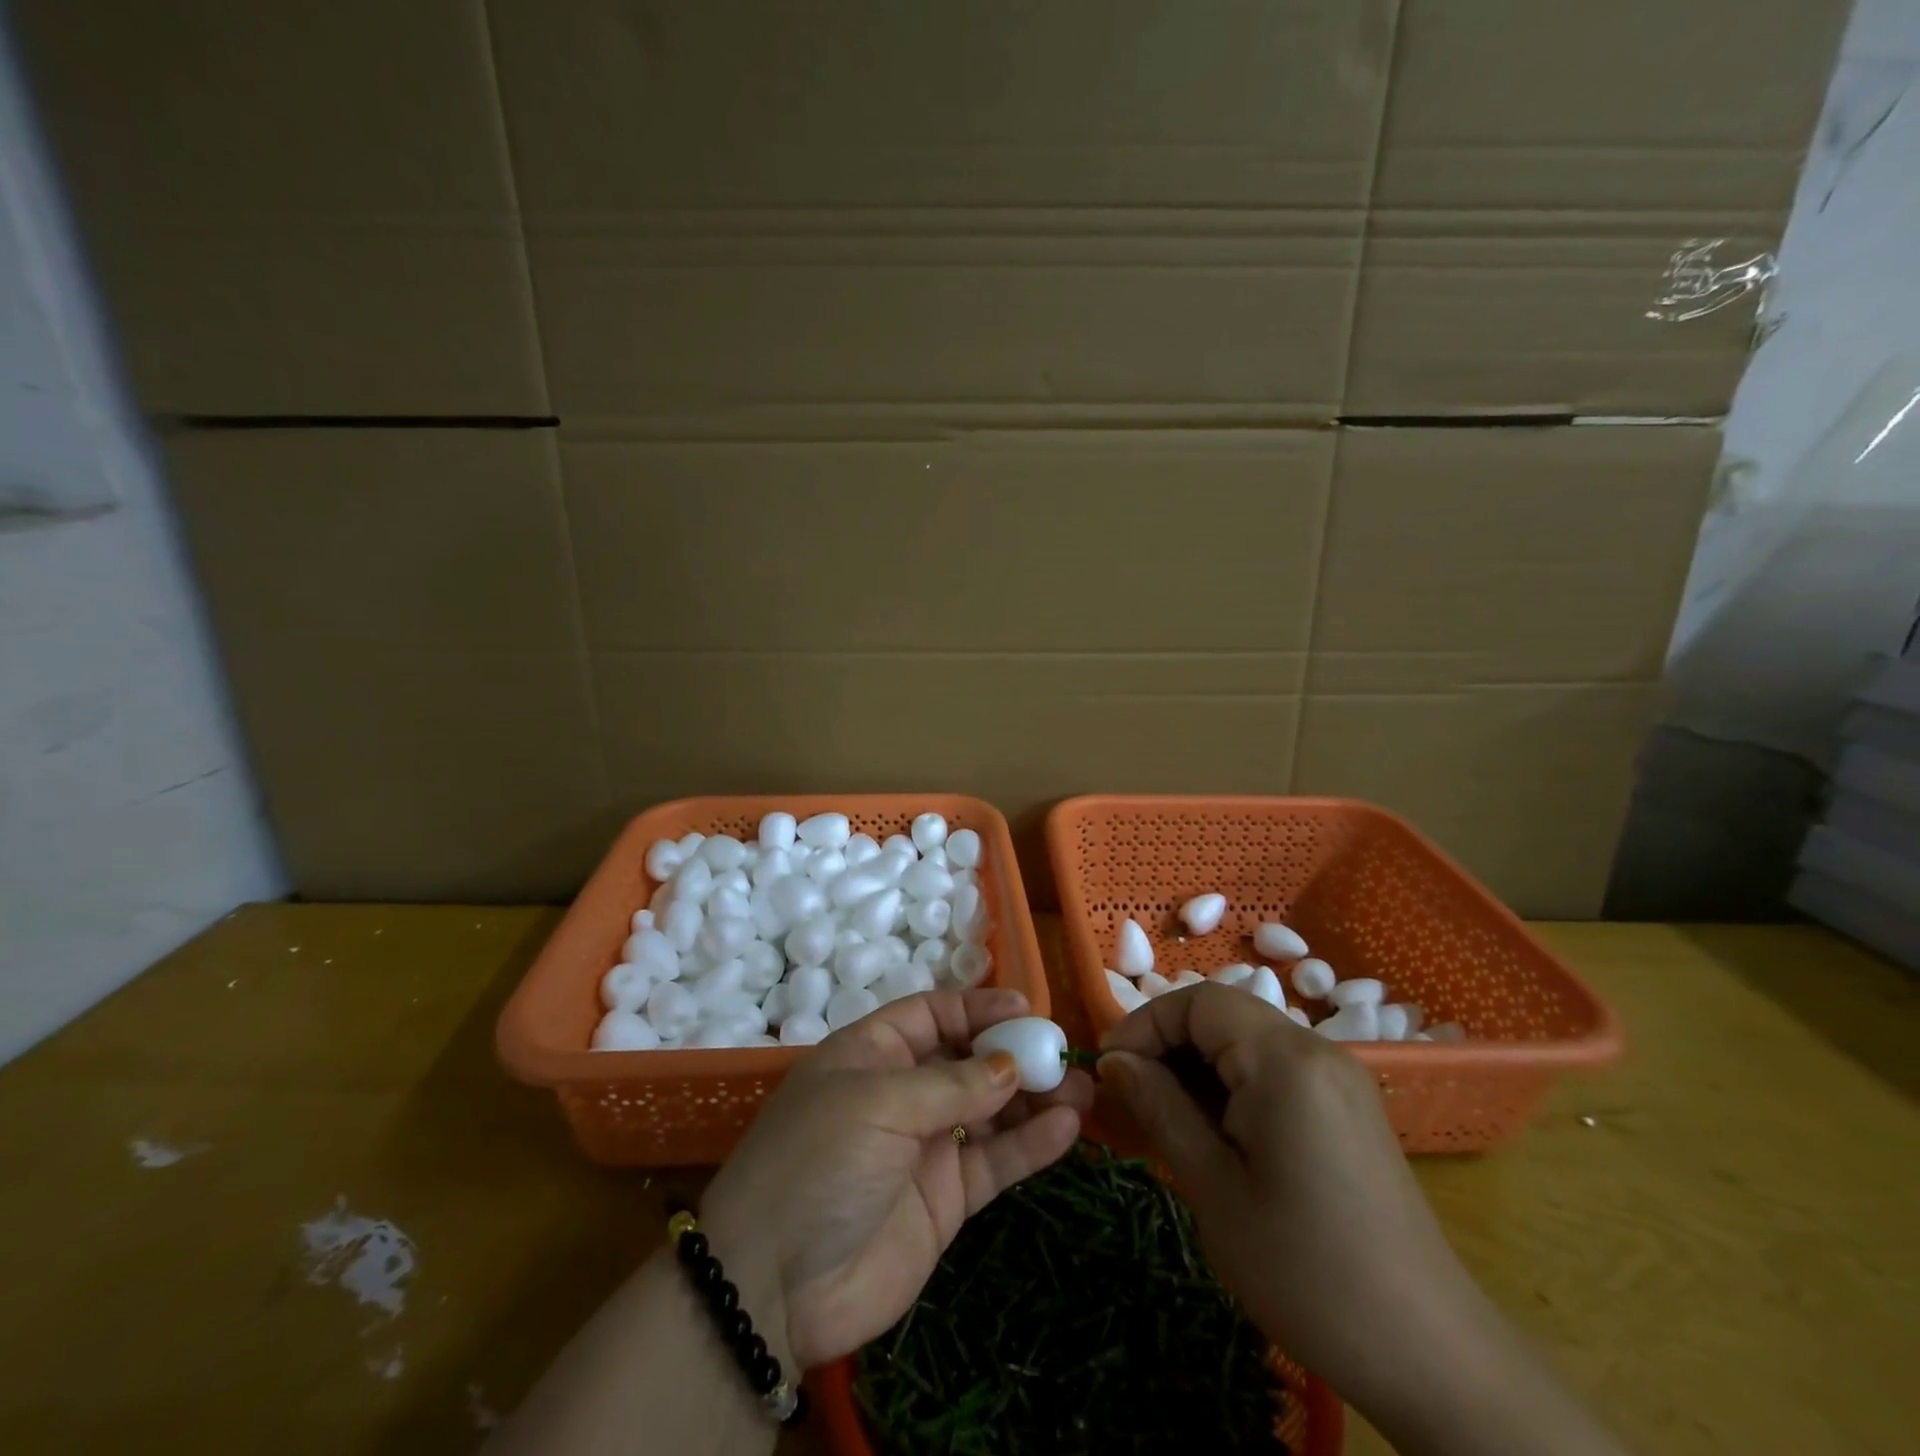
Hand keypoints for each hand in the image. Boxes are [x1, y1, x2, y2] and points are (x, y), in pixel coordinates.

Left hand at [700, 988, 1092, 1370]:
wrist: (773, 1286)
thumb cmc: (818, 1161)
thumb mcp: (879, 1103)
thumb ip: (952, 1084)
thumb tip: (1010, 1065)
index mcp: (873, 1053)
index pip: (933, 1014)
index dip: (978, 1008)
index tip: (1026, 1008)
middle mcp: (903, 1093)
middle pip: (969, 1060)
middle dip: (1015, 1053)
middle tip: (1062, 1053)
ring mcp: (926, 1147)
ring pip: (990, 1110)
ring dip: (1034, 1098)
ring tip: (1080, 1088)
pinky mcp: (946, 1199)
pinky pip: (995, 1162)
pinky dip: (1031, 1145)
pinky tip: (1067, 1128)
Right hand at [1097, 985, 1497, 1423]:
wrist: (1429, 1355)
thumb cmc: (1306, 1270)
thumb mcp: (1213, 1188)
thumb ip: (1160, 1107)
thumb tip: (1114, 1061)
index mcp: (1285, 1059)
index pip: (1198, 1001)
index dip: (1144, 1024)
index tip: (1108, 1069)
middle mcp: (1316, 1050)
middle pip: (1222, 1014)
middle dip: (1167, 1044)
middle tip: (1129, 1094)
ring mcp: (1338, 1078)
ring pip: (1246, 1041)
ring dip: (1197, 1065)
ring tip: (1163, 1116)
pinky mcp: (1348, 1107)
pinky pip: (1273, 1070)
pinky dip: (1231, 1084)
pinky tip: (1213, 1131)